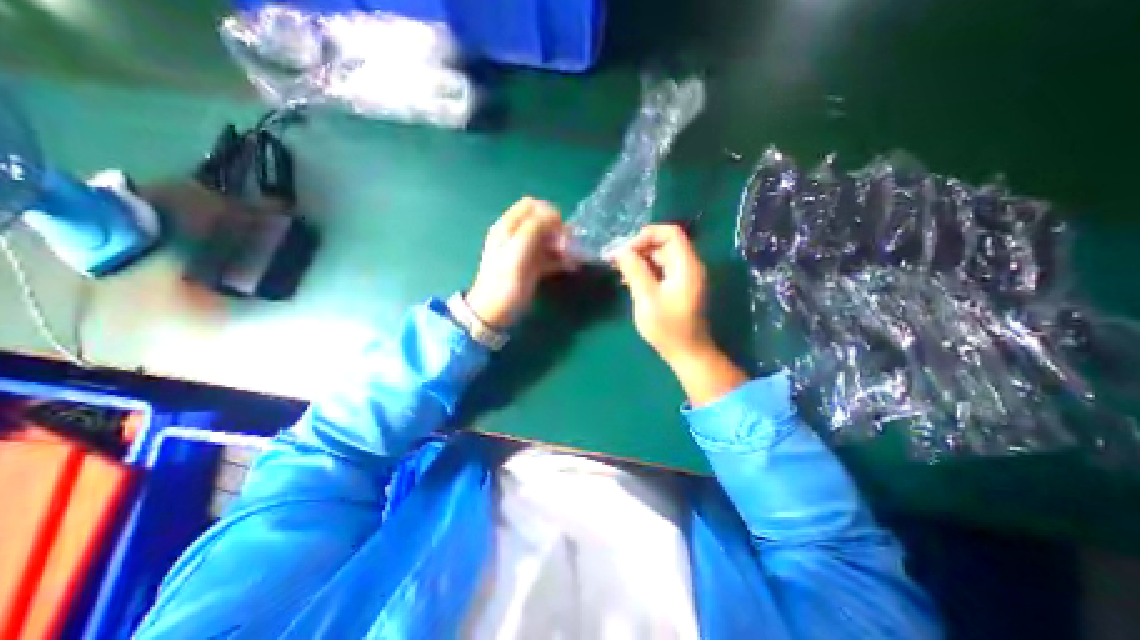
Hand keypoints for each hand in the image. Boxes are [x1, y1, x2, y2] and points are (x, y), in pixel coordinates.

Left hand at [464, 196, 575, 330]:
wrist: (494, 312)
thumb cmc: (504, 281)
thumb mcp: (517, 251)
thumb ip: (534, 229)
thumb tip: (554, 215)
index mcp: (508, 227)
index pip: (531, 205)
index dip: (548, 212)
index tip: (560, 228)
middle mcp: (517, 236)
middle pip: (542, 222)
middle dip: (558, 230)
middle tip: (568, 244)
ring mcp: (525, 252)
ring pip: (548, 240)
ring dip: (563, 245)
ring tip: (574, 257)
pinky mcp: (532, 267)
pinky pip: (550, 257)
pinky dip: (562, 259)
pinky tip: (572, 266)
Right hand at [615, 226, 748, 405]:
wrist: (687, 353)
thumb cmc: (668, 327)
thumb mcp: (647, 297)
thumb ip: (634, 271)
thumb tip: (620, 250)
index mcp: (686, 265)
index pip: (671, 233)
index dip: (647, 235)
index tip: (627, 250)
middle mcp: (689, 267)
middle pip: (664, 245)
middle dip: (640, 249)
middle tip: (617, 261)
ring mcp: (684, 278)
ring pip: (661, 258)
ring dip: (640, 261)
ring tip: (620, 271)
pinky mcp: (679, 288)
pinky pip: (661, 271)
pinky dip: (646, 272)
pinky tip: (629, 282)